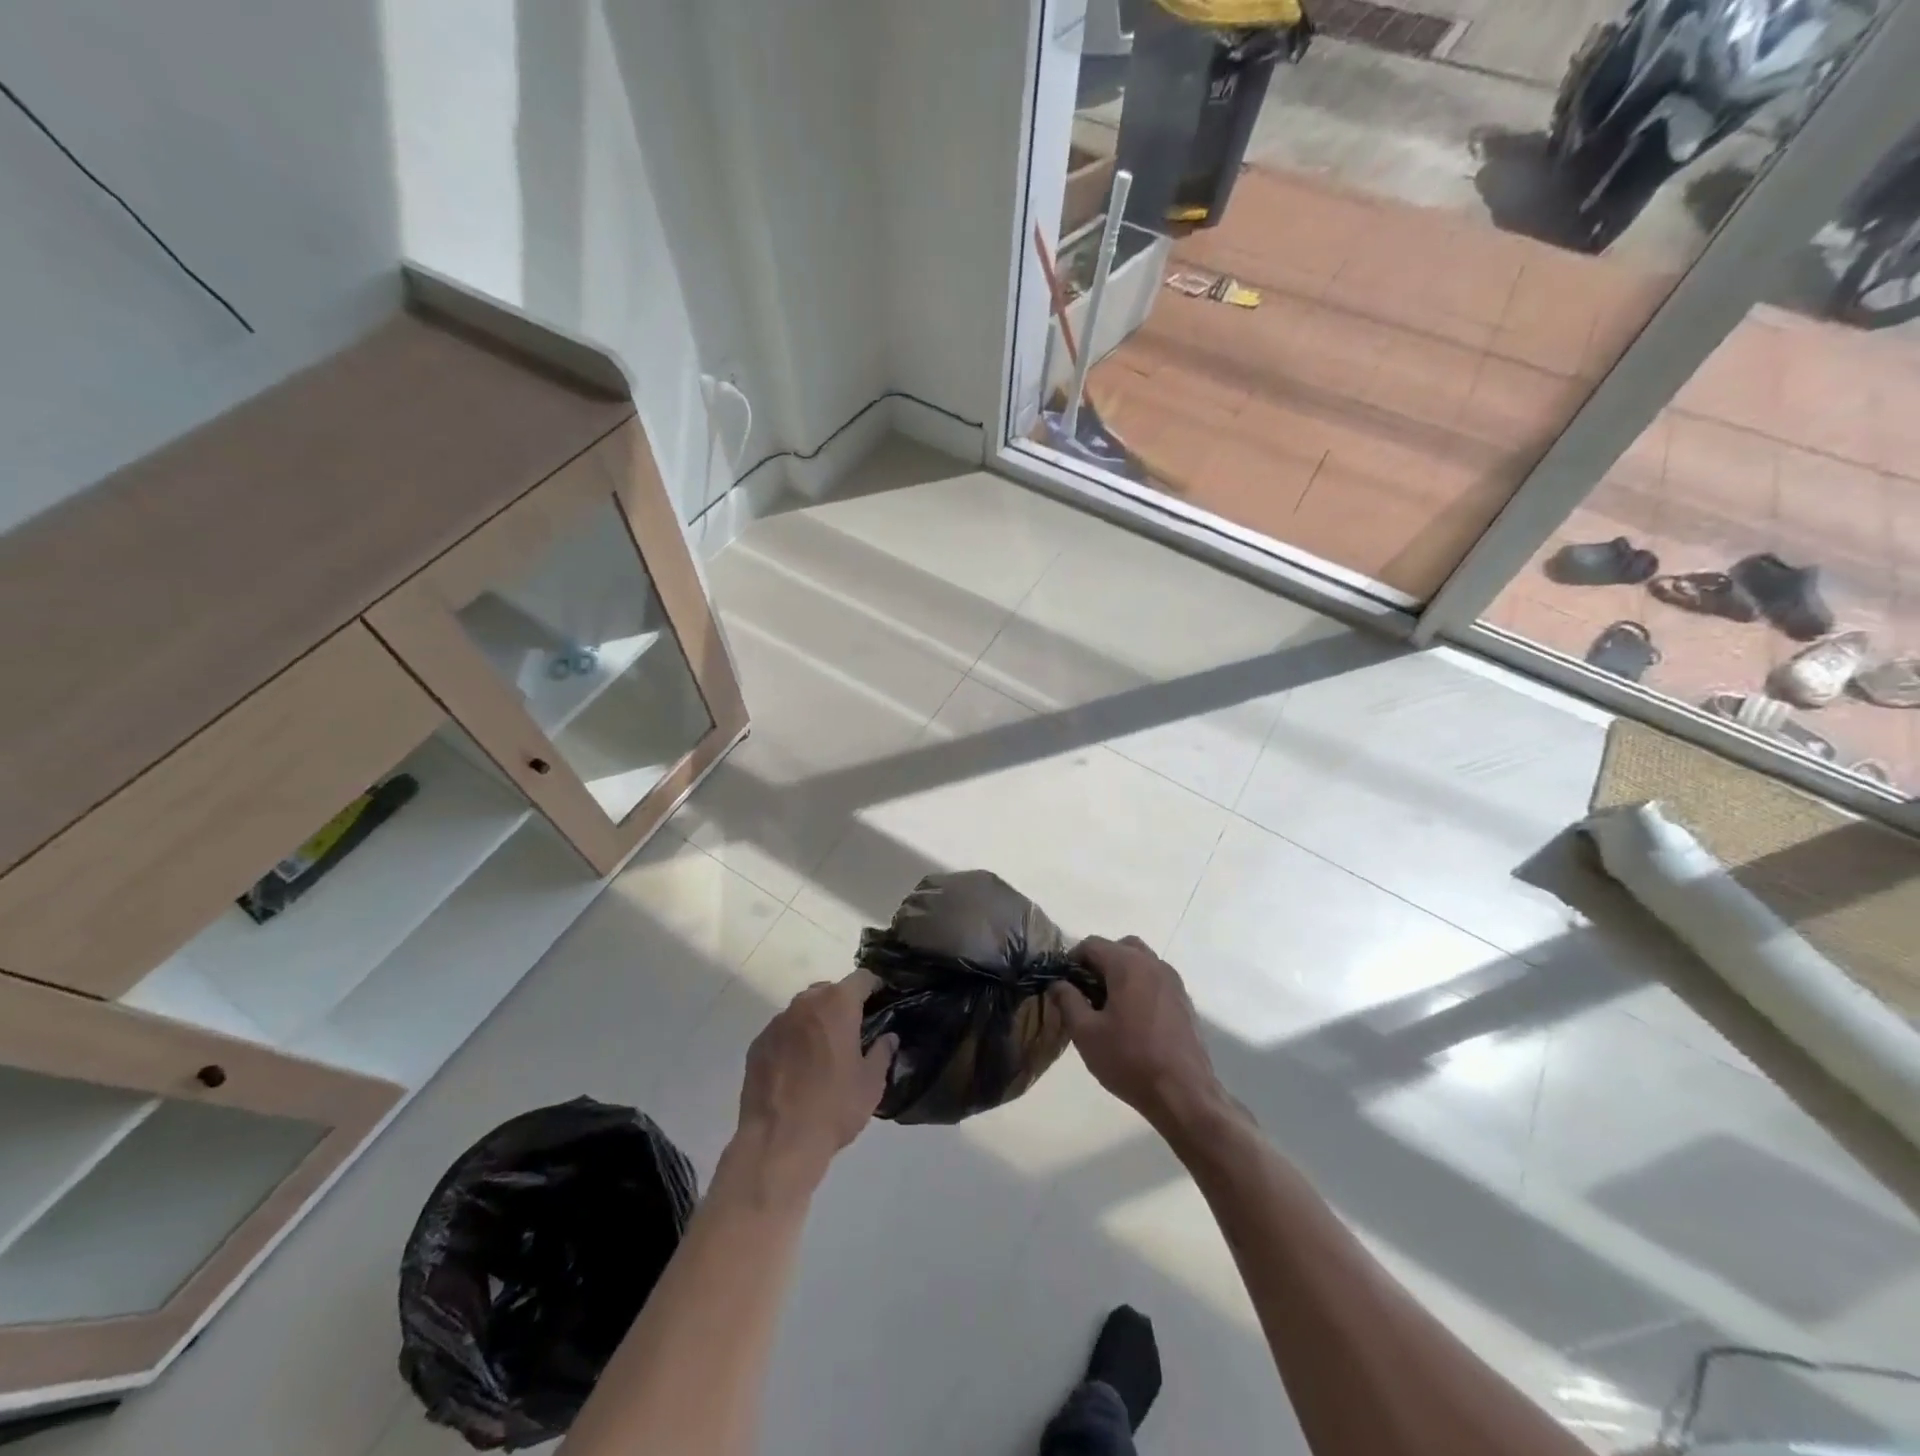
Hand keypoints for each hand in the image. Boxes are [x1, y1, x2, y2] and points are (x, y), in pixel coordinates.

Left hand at [730, 971, 896, 1198]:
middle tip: (852, 1032)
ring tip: (823, 1052)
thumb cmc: (834, 1107)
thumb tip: (888, 1037)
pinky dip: (792, 1040)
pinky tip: (796, 1069)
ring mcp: (777, 1022)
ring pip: (803, 1010)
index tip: (881, 1002)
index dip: (874, 987)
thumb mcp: (871, 1083)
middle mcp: (805, 1003)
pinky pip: (782, 1031)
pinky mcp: (757, 1044)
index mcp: (837, 1004)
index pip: (861, 978)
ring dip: (815, 1021)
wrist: (778, 1142)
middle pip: (829, 990)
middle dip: (842, 1004)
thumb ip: (882, 1052)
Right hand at [1053, 936, 1227, 1133]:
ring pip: (1141, 962)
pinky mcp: (1184, 1001)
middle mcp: (1153, 964)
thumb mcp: (1086, 1033)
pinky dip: (1140, 987)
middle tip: (1086, 992)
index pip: (1092, 944)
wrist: (1184, 1094)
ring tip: (1108, 1006)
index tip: (1063, 984)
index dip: (1072, 959)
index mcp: (1127, 965)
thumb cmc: (1129, 1060)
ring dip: (1122, 973)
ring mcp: (1173, 981)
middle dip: (1100, 963)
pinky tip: (1133, 1020)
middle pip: (1120, 947)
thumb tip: (1058, 983)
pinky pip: (1156, 980)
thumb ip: (1067, 1001)